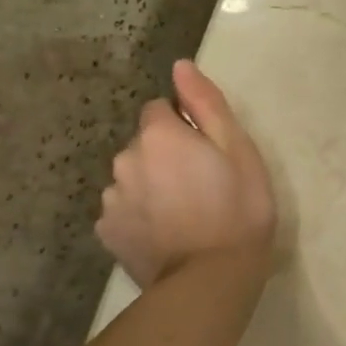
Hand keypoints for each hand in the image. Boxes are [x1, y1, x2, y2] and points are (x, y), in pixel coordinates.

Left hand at [95, 60, 276, 288]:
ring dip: (151, 184)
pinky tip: (166, 233)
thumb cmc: (237, 208)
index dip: (184, 125)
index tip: (207, 151)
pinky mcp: (108, 233)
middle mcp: (125, 160)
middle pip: (144, 144)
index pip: (159, 109)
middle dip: (166, 155)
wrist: (211, 280)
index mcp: (158, 136)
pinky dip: (140, 215)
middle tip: (202, 184)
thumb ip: (206, 103)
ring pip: (132, 177)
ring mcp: (112, 200)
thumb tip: (180, 66)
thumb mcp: (238, 149)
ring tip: (185, 213)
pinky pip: (124, 209)